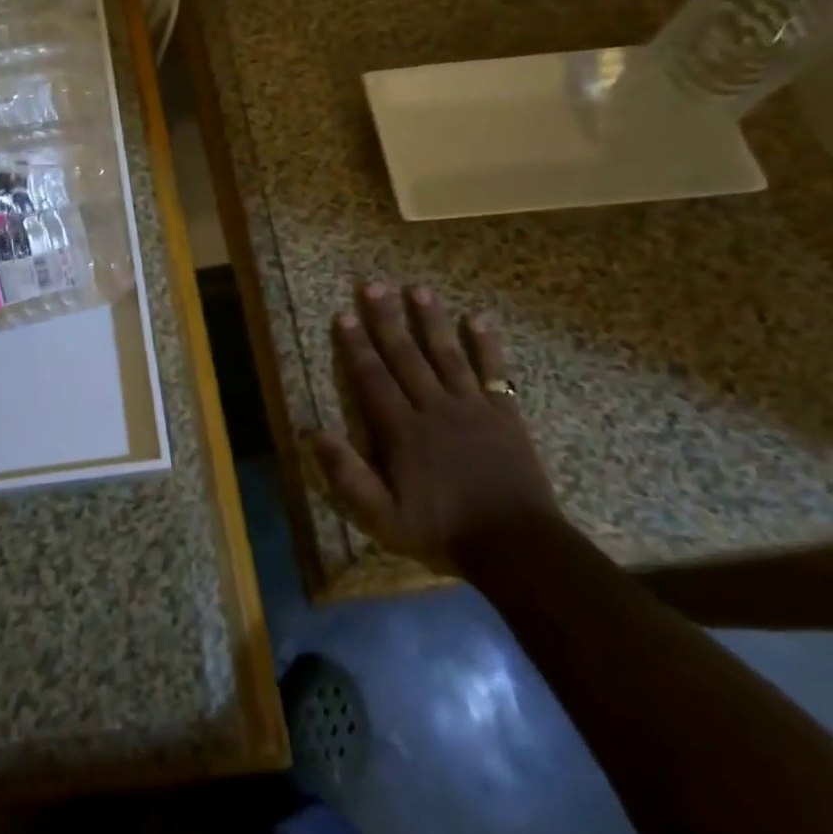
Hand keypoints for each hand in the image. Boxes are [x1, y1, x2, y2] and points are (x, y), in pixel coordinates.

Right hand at [310, 283, 560, 572]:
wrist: (518, 546)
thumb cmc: (445, 532)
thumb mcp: (384, 518)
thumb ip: (349, 476)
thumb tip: (314, 433)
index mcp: (403, 430)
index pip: (373, 378)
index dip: (356, 346)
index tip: (344, 315)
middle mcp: (434, 408)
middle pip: (406, 356)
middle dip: (386, 320)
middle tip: (373, 286)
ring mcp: (472, 407)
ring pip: (446, 354)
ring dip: (431, 321)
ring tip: (418, 289)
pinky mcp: (504, 414)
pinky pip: (494, 372)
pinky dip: (486, 345)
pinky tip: (478, 320)